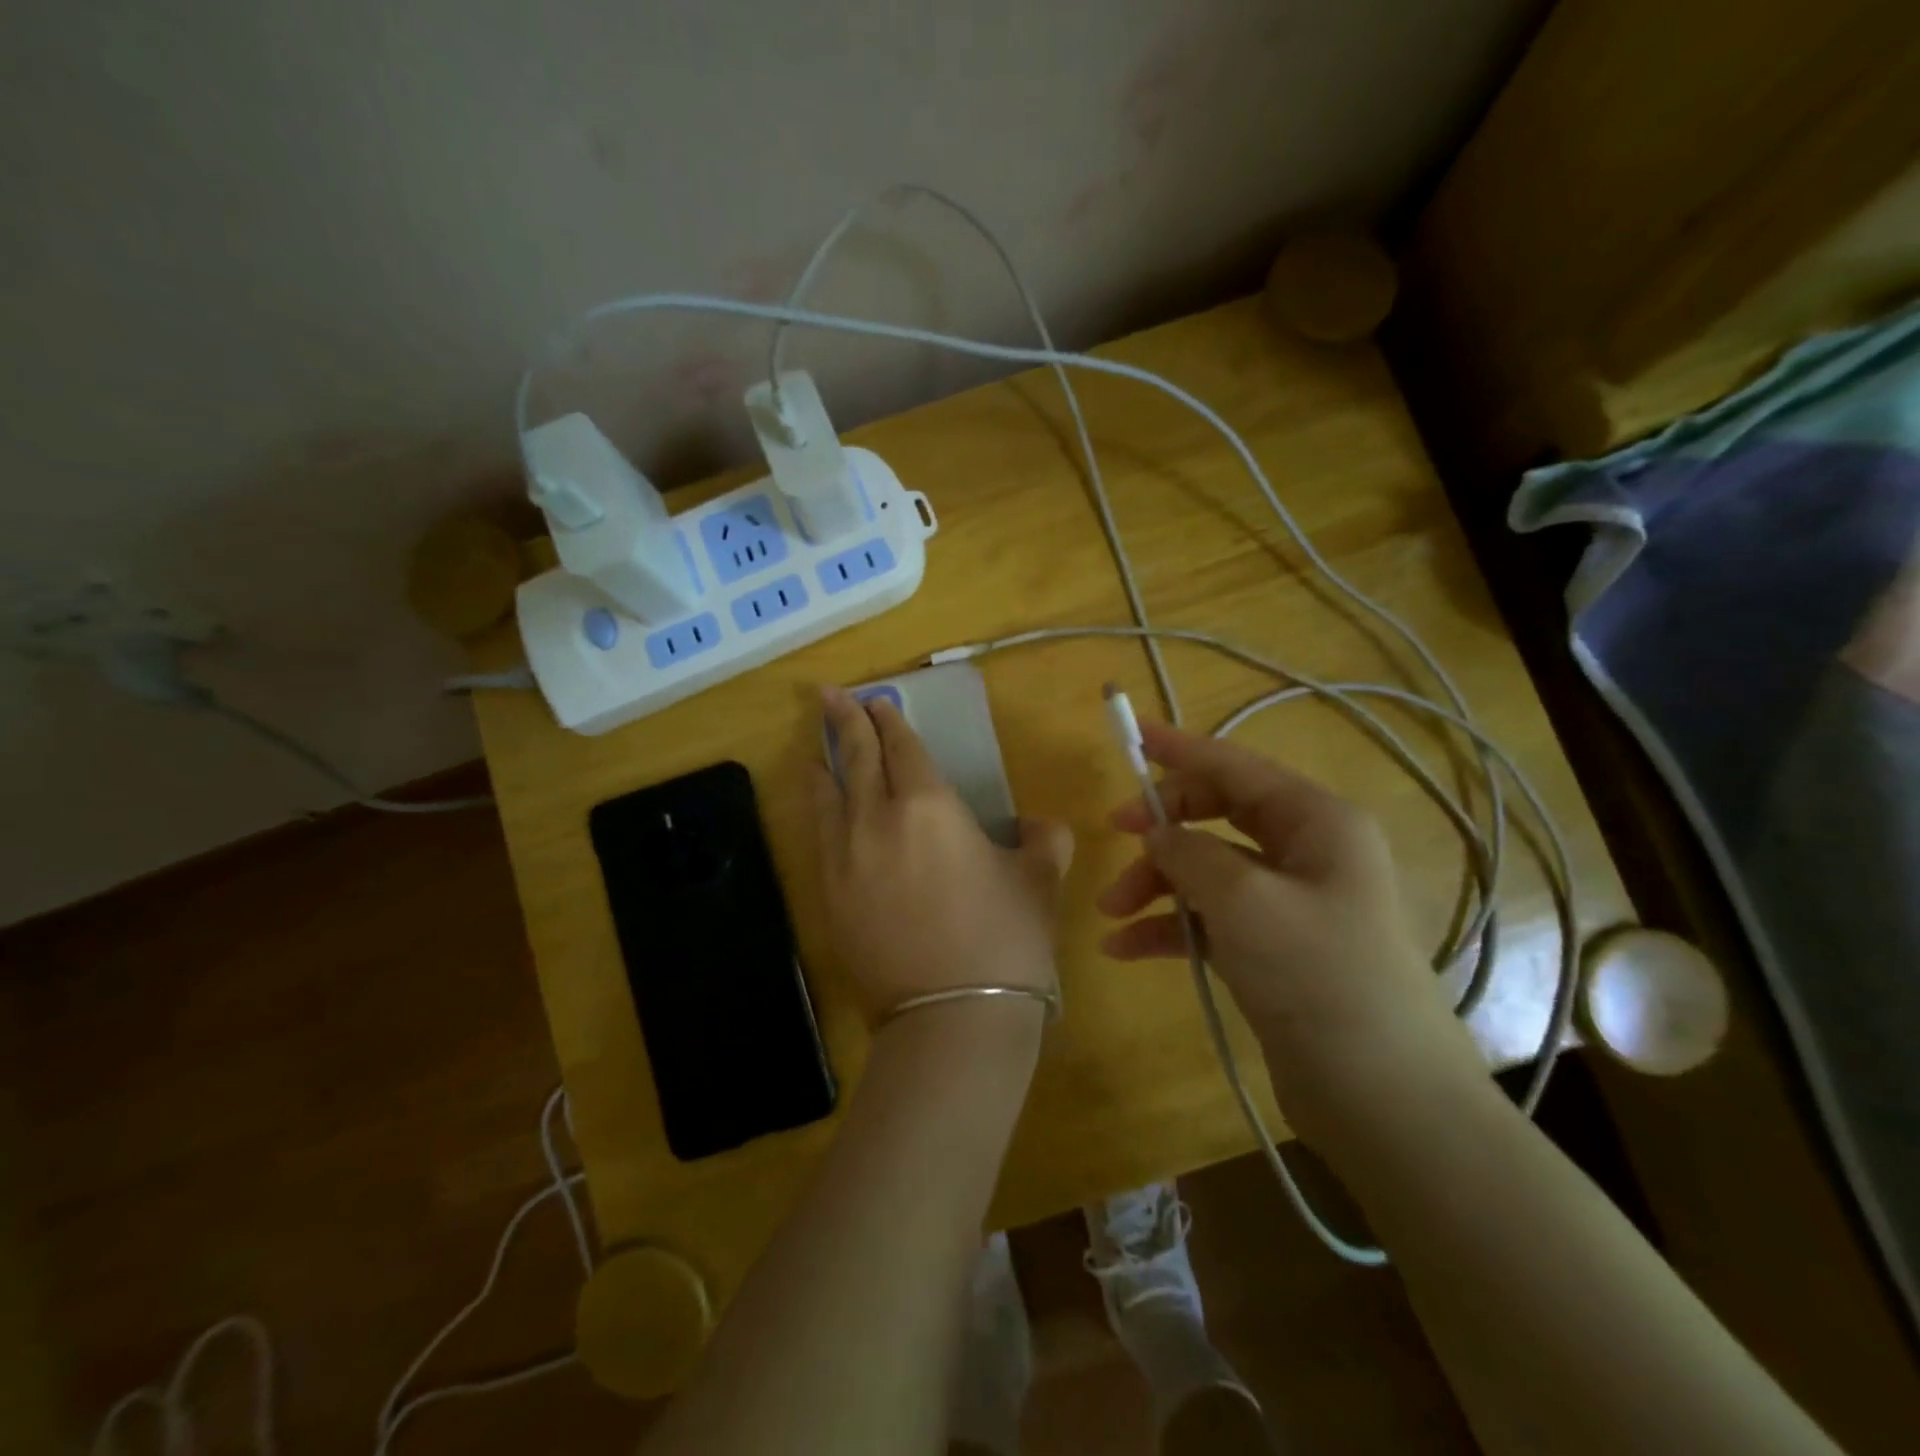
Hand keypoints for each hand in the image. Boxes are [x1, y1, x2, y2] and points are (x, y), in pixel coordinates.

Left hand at [811, 687, 1073, 1046]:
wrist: (952, 1019)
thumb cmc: (1005, 940)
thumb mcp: (1039, 883)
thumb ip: (1044, 841)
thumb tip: (1043, 826)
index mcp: (929, 806)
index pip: (902, 748)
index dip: (890, 721)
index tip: (879, 701)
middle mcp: (876, 821)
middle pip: (856, 759)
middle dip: (845, 722)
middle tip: (829, 696)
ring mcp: (845, 860)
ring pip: (828, 797)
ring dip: (824, 766)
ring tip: (816, 751)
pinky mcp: (828, 898)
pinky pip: (819, 838)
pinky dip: (819, 813)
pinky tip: (821, 811)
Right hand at [1096, 723, 1482, 1136]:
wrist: (1382, 1096)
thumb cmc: (1318, 976)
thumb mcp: (1244, 900)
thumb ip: (1190, 852)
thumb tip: (1157, 834)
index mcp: (1316, 822)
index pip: (1236, 766)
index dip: (1180, 748)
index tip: (1131, 735)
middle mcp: (1306, 853)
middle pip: (1217, 815)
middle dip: (1162, 827)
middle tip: (1113, 835)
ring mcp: (1290, 904)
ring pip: (1208, 870)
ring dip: (1156, 884)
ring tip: (1110, 914)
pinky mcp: (1274, 949)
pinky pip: (1211, 919)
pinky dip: (1170, 927)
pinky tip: (1125, 948)